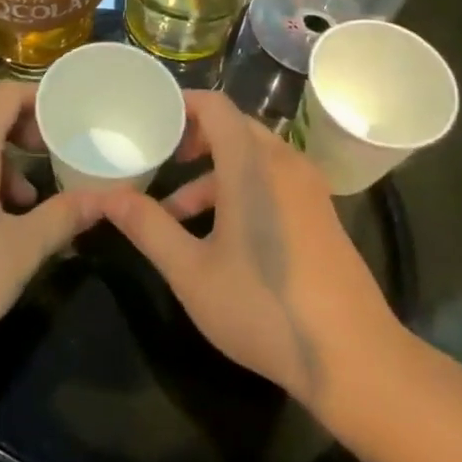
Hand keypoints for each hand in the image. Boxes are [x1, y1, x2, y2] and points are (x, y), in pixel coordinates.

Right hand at [101, 91, 402, 409]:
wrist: (355, 358)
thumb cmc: (264, 308)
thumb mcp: (192, 272)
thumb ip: (148, 227)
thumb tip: (106, 197)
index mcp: (252, 165)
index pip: (215, 106)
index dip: (181, 104)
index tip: (149, 119)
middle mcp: (284, 163)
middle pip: (233, 127)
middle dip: (192, 139)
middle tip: (158, 160)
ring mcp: (308, 188)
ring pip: (252, 157)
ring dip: (212, 172)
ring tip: (175, 214)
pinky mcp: (320, 213)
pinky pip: (272, 178)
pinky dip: (240, 187)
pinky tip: (220, 235)